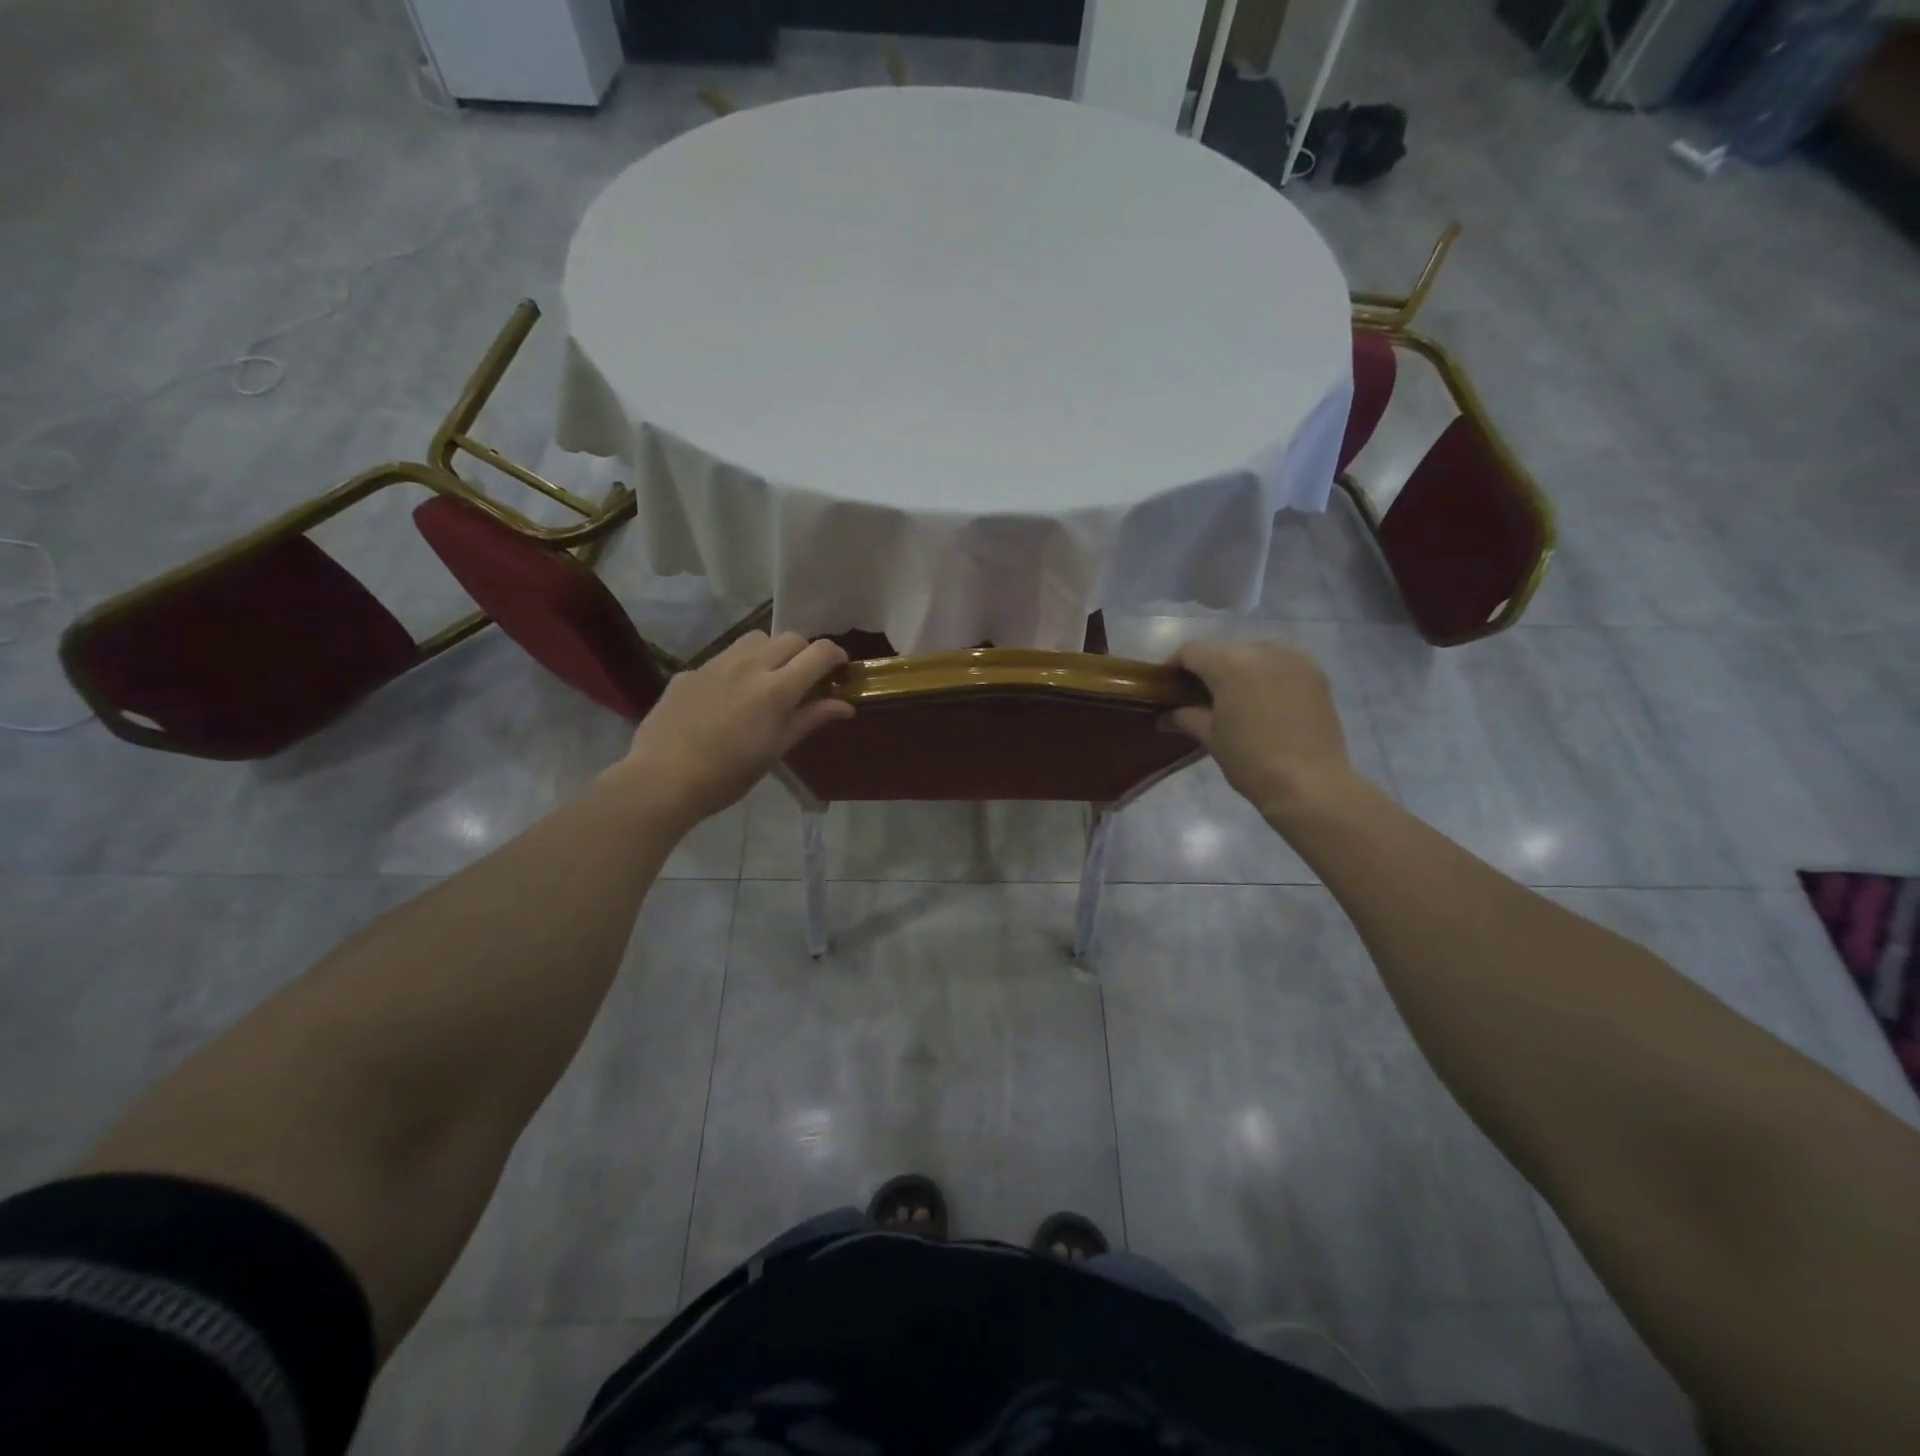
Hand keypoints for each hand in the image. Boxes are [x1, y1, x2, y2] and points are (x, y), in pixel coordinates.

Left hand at [600, 631, 853, 828]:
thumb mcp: (777, 749)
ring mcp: (716, 664)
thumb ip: (811, 719)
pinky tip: (726, 699)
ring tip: (766, 680)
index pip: (819, 652)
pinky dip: (737, 668)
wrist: (662, 778)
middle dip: (804, 653)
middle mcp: (749, 665)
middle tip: (804, 681)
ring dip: (771, 652)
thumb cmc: (729, 774)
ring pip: (755, 639)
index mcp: (776, 688)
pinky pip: (723, 657)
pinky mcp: (690, 672)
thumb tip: (845, 705)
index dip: (836, 657)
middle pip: (790, 638)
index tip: (839, 671)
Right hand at [1165, 639, 1355, 823]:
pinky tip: (1263, 701)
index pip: (1192, 651)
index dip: (1174, 665)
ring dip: (1239, 670)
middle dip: (1208, 669)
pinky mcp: (1316, 674)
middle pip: (1224, 650)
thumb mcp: (1211, 738)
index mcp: (1231, 664)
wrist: (1309, 784)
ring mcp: (1294, 659)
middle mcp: (1263, 651)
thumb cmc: (1250, 760)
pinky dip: (1266, 675)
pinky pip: (1281, 664)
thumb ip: (1185, 718)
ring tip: (1234, 699)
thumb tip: (1164, 717)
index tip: (1167, 686)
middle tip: (1198, 697)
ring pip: (1254, 654)